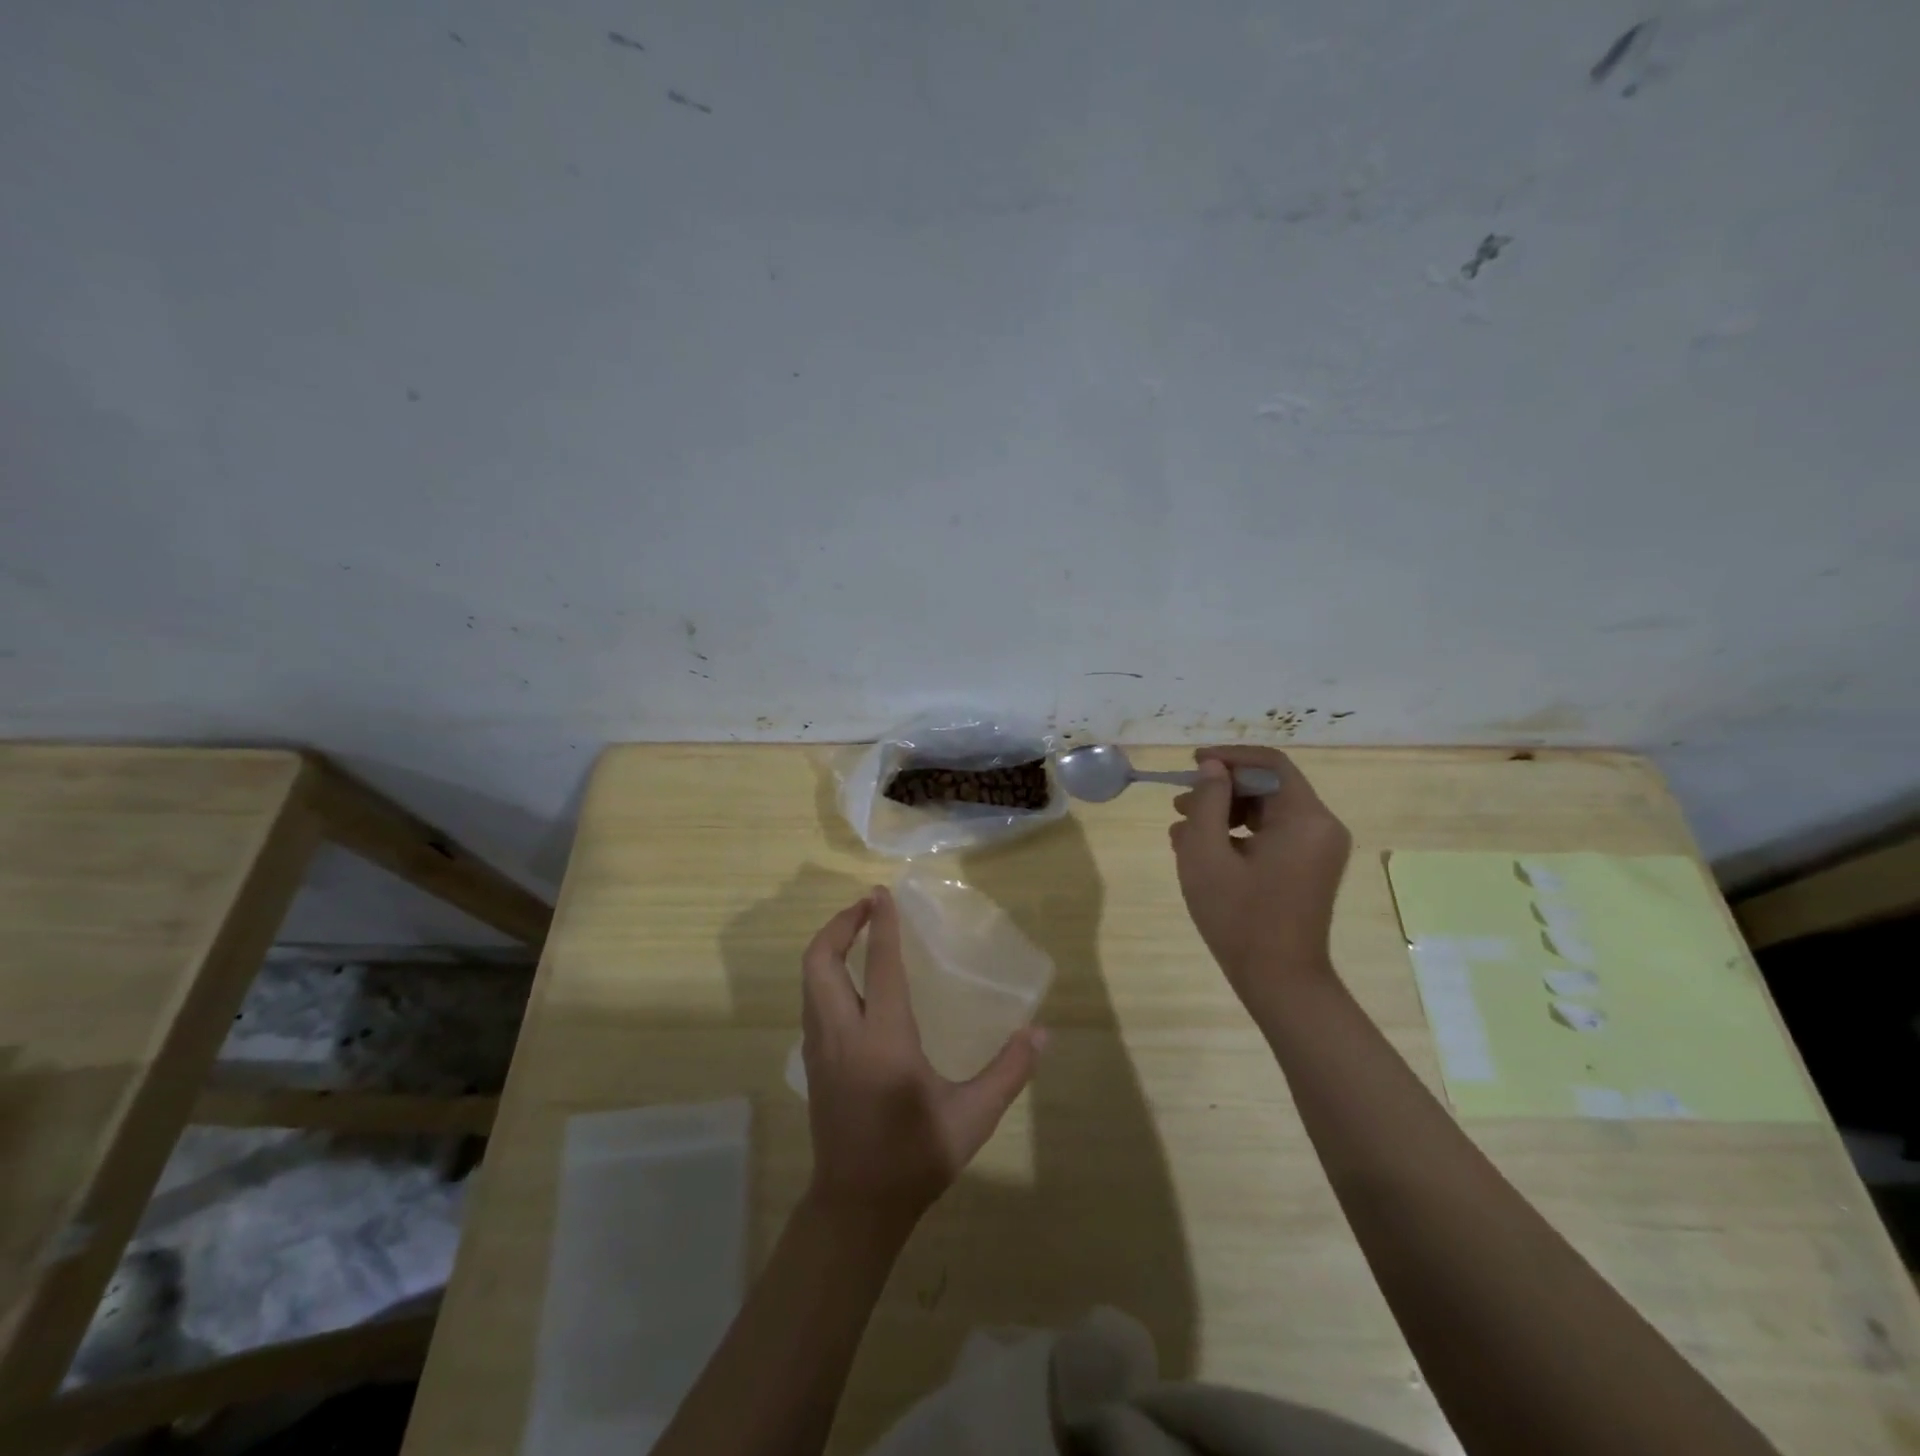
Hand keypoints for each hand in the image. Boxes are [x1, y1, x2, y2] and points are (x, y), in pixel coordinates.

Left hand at [799, 887, 1045, 1234]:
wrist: (856, 1207)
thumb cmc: (916, 1157)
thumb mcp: (972, 1117)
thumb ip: (1009, 1071)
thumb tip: (1042, 1033)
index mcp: (883, 1040)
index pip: (879, 966)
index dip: (880, 924)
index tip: (881, 892)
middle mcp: (843, 1034)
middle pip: (820, 961)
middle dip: (839, 925)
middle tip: (866, 906)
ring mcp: (819, 1048)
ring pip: (809, 979)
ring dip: (829, 946)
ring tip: (857, 931)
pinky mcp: (812, 1061)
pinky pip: (810, 1000)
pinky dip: (824, 973)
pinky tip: (849, 979)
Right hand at [1168, 746, 1351, 997]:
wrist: (1280, 981)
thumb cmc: (1239, 917)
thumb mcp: (1207, 854)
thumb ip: (1208, 802)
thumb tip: (1212, 767)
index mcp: (1305, 818)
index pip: (1269, 763)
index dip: (1228, 757)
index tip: (1192, 764)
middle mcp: (1321, 826)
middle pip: (1268, 786)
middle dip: (1221, 789)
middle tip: (1180, 803)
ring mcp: (1318, 848)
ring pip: (1268, 810)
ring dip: (1225, 812)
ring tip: (1183, 829)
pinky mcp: (1310, 867)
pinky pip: (1273, 833)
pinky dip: (1239, 833)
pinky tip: (1204, 850)